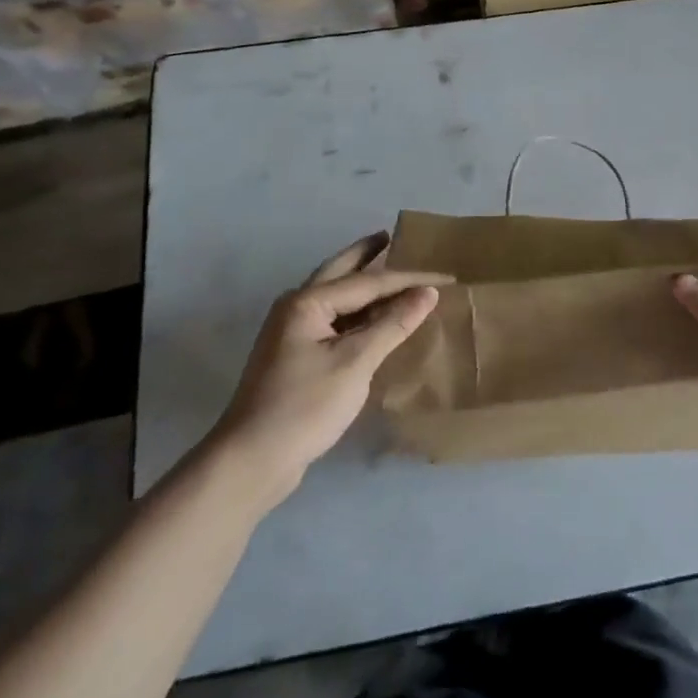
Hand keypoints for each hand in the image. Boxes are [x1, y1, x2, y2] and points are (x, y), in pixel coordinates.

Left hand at [213, 232, 449, 497]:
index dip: (409, 278)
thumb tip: (429, 292)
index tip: (446, 276)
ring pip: (335, 296)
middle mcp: (296, 308)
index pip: (369, 282)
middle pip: (339, 272)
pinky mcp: (294, 357)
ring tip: (389, 270)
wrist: (251, 461)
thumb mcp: (355, 363)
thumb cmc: (304, 406)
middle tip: (391, 236)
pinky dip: (357, 313)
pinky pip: (333, 320)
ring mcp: (291, 333)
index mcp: (308, 302)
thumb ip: (393, 324)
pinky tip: (373, 318)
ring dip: (361, 283)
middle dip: (365, 254)